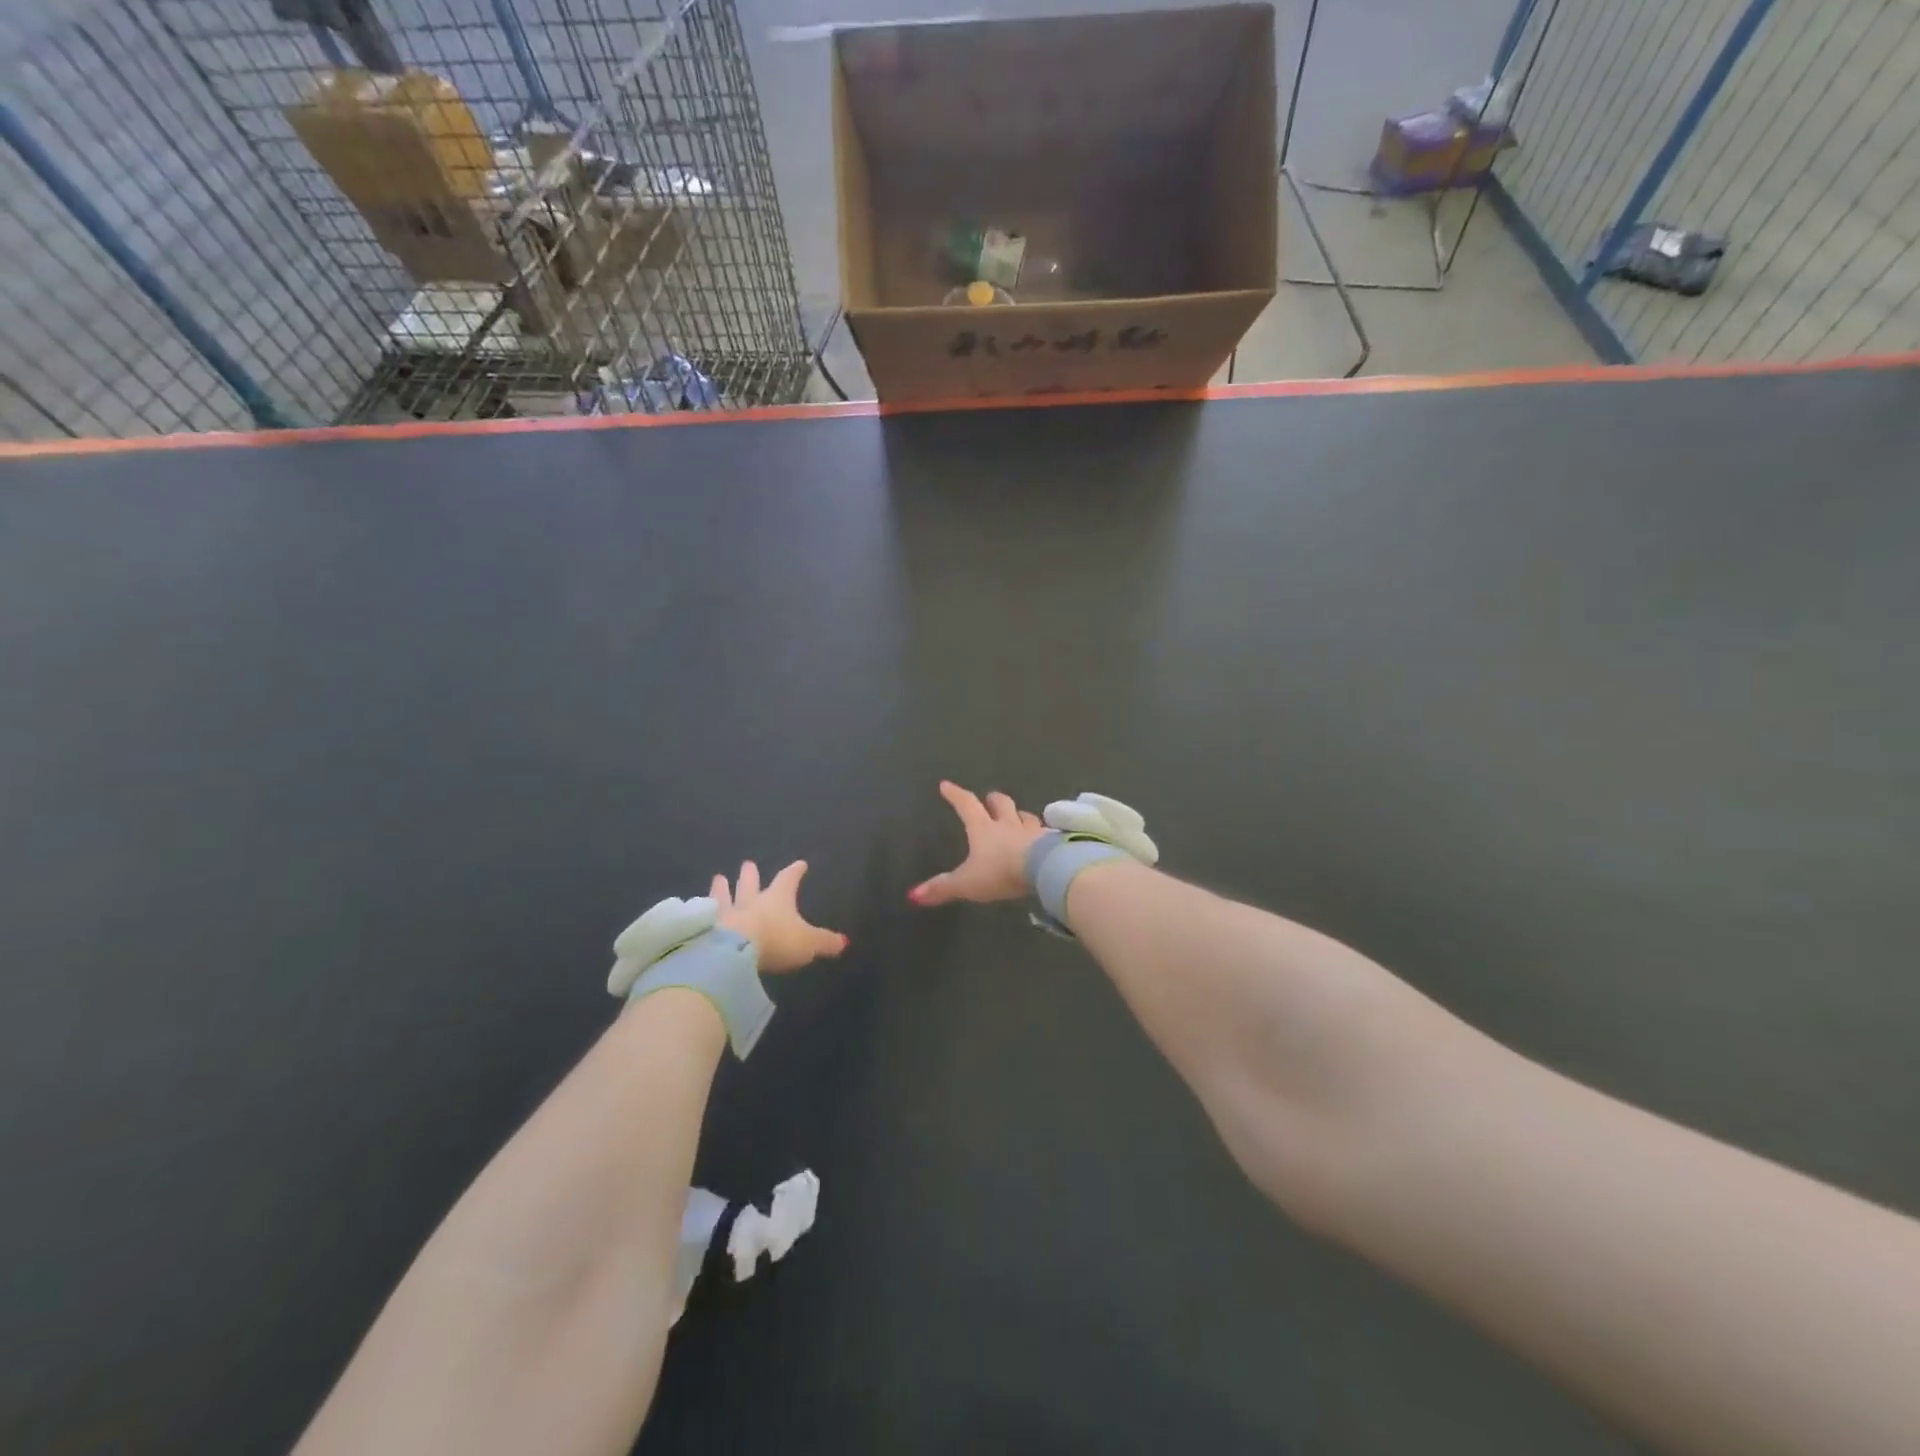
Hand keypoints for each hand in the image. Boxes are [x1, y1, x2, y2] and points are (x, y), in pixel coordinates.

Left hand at [713, 860, 847, 973]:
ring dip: (722, 888)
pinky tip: (697, 908)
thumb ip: (824, 942)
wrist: (733, 951)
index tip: (800, 863)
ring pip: (724, 896)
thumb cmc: (776, 940)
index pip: (788, 880)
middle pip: (751, 884)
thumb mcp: (808, 943)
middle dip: (751, 875)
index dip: (795, 872)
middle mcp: (751, 901)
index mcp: (777, 899)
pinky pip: (706, 916)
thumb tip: (844, 941)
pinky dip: (704, 911)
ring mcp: (726, 914)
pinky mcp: (706, 929)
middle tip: (747, 863)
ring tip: (718, 878)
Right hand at [909, 781, 1047, 906]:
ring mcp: (1032, 831)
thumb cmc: (1000, 871)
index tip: (946, 785)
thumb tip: (913, 895)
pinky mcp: (1051, 842)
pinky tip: (1043, 838)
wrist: (1043, 869)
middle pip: (1001, 803)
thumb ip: (942, 888)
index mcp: (983, 829)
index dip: (955, 795)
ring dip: (1019, 814)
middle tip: (990, 799)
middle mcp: (1008, 824)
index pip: (966, 805)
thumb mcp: (966, 883)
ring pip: (1025, 816)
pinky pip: (1045, 832)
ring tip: (1017, 816)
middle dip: (993, 800)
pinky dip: (1041, 833)